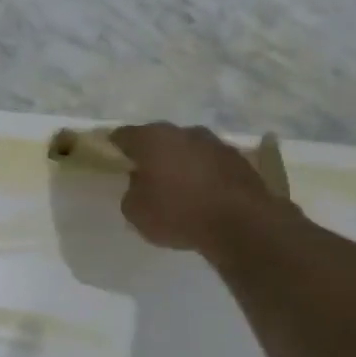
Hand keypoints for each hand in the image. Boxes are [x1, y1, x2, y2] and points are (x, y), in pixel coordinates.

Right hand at [110, 123, 284, 253]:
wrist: (243, 224)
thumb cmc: (178, 213)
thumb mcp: (136, 212)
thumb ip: (131, 192)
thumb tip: (141, 183)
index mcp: (152, 139)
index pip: (123, 135)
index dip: (114, 147)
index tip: (112, 161)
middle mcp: (184, 132)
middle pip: (159, 139)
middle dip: (151, 154)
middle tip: (144, 176)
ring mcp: (216, 143)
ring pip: (188, 149)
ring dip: (180, 163)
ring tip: (177, 188)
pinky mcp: (240, 160)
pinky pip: (210, 164)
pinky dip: (203, 174)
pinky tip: (202, 195)